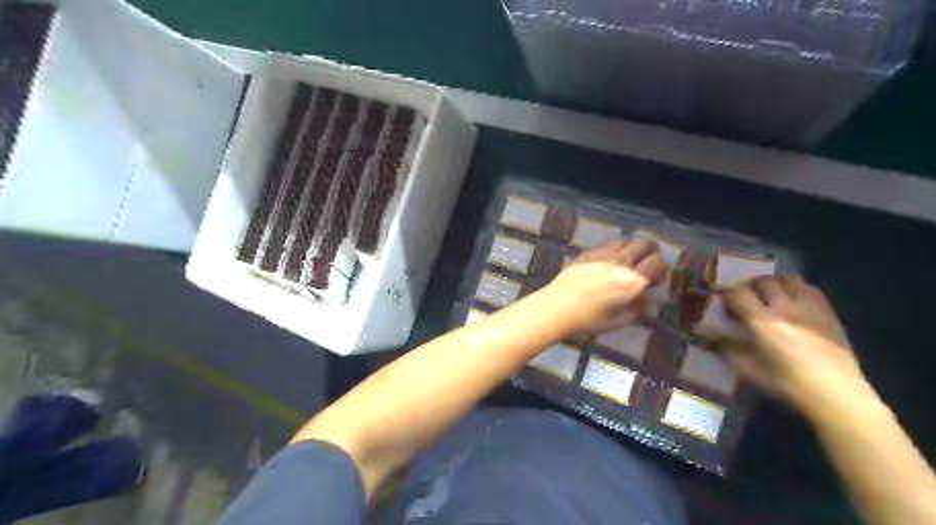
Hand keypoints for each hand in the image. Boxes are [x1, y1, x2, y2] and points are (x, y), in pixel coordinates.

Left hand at [546, 241, 668, 335]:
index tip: (656, 277)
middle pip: (645, 245)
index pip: (658, 264)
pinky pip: (609, 244)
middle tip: (648, 262)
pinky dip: (616, 249)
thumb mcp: (620, 320)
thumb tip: (648, 301)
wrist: (558, 307)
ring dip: (633, 248)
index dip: (661, 269)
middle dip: (651, 252)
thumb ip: (638, 309)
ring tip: (629, 260)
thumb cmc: (590, 319)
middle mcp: (621, 263)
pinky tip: (610, 260)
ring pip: (627, 241)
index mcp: (633, 281)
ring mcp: (603, 254)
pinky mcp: (588, 252)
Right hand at [723, 276, 869, 416]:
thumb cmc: (787, 384)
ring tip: (771, 295)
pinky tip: (795, 302)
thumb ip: (729, 350)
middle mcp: (784, 308)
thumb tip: (714, 339)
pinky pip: (811, 290)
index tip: (726, 305)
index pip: (738, 293)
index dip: (728, 295)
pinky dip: (798, 290)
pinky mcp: (829, 314)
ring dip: (776, 283)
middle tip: (747, 298)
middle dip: (751, 286)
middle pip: (764, 281)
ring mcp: (810, 308)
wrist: (836, 395)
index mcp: (762, 322)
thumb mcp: (749, 371)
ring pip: (789, 280)